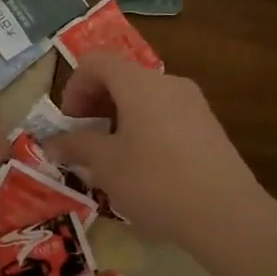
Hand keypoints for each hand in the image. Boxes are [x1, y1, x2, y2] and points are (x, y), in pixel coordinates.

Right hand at [46, 54, 276, 251]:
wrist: (225, 213)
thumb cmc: (155, 181)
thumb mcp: (105, 165)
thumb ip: (75, 146)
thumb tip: (50, 144)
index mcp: (139, 83)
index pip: (96, 62)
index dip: (74, 87)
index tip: (69, 123)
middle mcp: (168, 82)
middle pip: (121, 77)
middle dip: (95, 104)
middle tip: (84, 139)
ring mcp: (193, 103)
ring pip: (144, 98)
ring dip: (118, 118)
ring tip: (111, 156)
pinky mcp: (208, 127)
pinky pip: (165, 115)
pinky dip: (144, 128)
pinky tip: (143, 167)